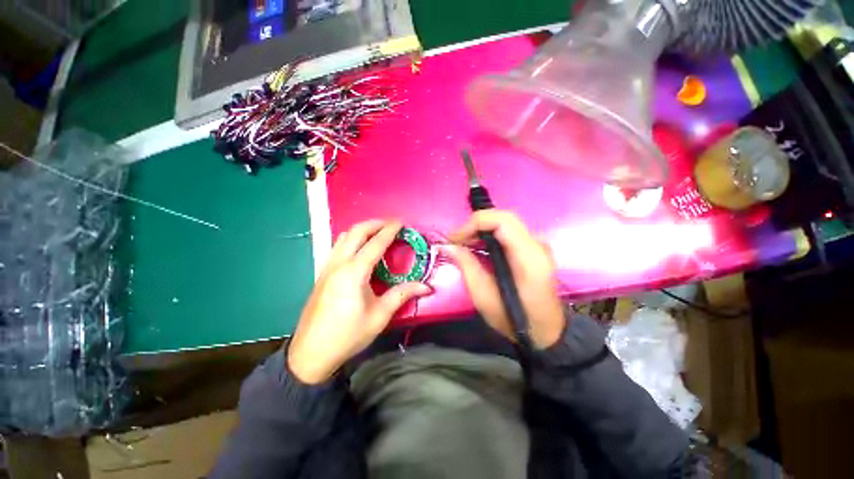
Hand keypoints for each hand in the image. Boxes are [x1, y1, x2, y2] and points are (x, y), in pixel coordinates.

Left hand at [288, 220, 431, 383]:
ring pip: (344, 236)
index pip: (376, 243)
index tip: (402, 222)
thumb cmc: (348, 335)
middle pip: (356, 231)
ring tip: (378, 232)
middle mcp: (339, 264)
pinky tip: (361, 249)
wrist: (310, 353)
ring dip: (362, 230)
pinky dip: (352, 239)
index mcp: (354, 272)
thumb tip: (426, 286)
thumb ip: (402, 295)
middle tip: (391, 224)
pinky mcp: (323, 273)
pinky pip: (338, 246)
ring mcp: (327, 267)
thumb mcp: (379, 316)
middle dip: (375, 223)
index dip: (390, 230)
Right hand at [444, 210, 564, 348]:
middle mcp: (537, 245)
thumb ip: (466, 266)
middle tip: (457, 240)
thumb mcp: (483, 296)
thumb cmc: (514, 319)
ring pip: (506, 222)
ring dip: (482, 228)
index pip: (502, 221)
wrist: (544, 331)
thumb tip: (448, 246)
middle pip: (504, 217)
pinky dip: (490, 234)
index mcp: (528, 258)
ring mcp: (538, 245)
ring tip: (464, 243)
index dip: (474, 224)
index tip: (455, 239)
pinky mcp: (533, 249)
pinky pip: (509, 231)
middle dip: (476, 224)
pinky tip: (478, 246)